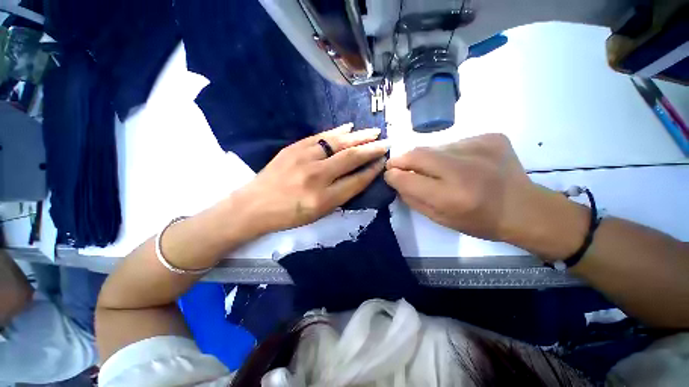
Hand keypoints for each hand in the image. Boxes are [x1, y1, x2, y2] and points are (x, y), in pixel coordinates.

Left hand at [234, 124, 388, 234]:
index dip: (372, 171)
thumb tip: (358, 177)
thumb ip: (340, 196)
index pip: (356, 181)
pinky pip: (320, 136)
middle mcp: (317, 176)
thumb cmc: (289, 215)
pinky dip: (337, 131)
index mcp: (324, 199)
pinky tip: (349, 127)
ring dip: (359, 136)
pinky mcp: (294, 148)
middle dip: (372, 149)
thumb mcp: (319, 214)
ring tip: (373, 132)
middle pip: (351, 158)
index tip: (382, 163)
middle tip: (386, 143)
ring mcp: (304, 159)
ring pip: (338, 143)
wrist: (254, 205)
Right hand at [384, 134, 588, 258]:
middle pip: (417, 154)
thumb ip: (413, 199)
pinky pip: (454, 143)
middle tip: (397, 165)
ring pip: (434, 147)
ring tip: (435, 170)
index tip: (388, 174)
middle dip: (401, 159)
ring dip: (425, 158)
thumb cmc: (479, 221)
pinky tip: (459, 164)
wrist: (525, 208)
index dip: (393, 175)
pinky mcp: (490, 137)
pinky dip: (447, 153)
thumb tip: (396, 180)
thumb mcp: (440, 219)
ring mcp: (480, 148)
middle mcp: (464, 169)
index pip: (408, 179)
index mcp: (451, 197)